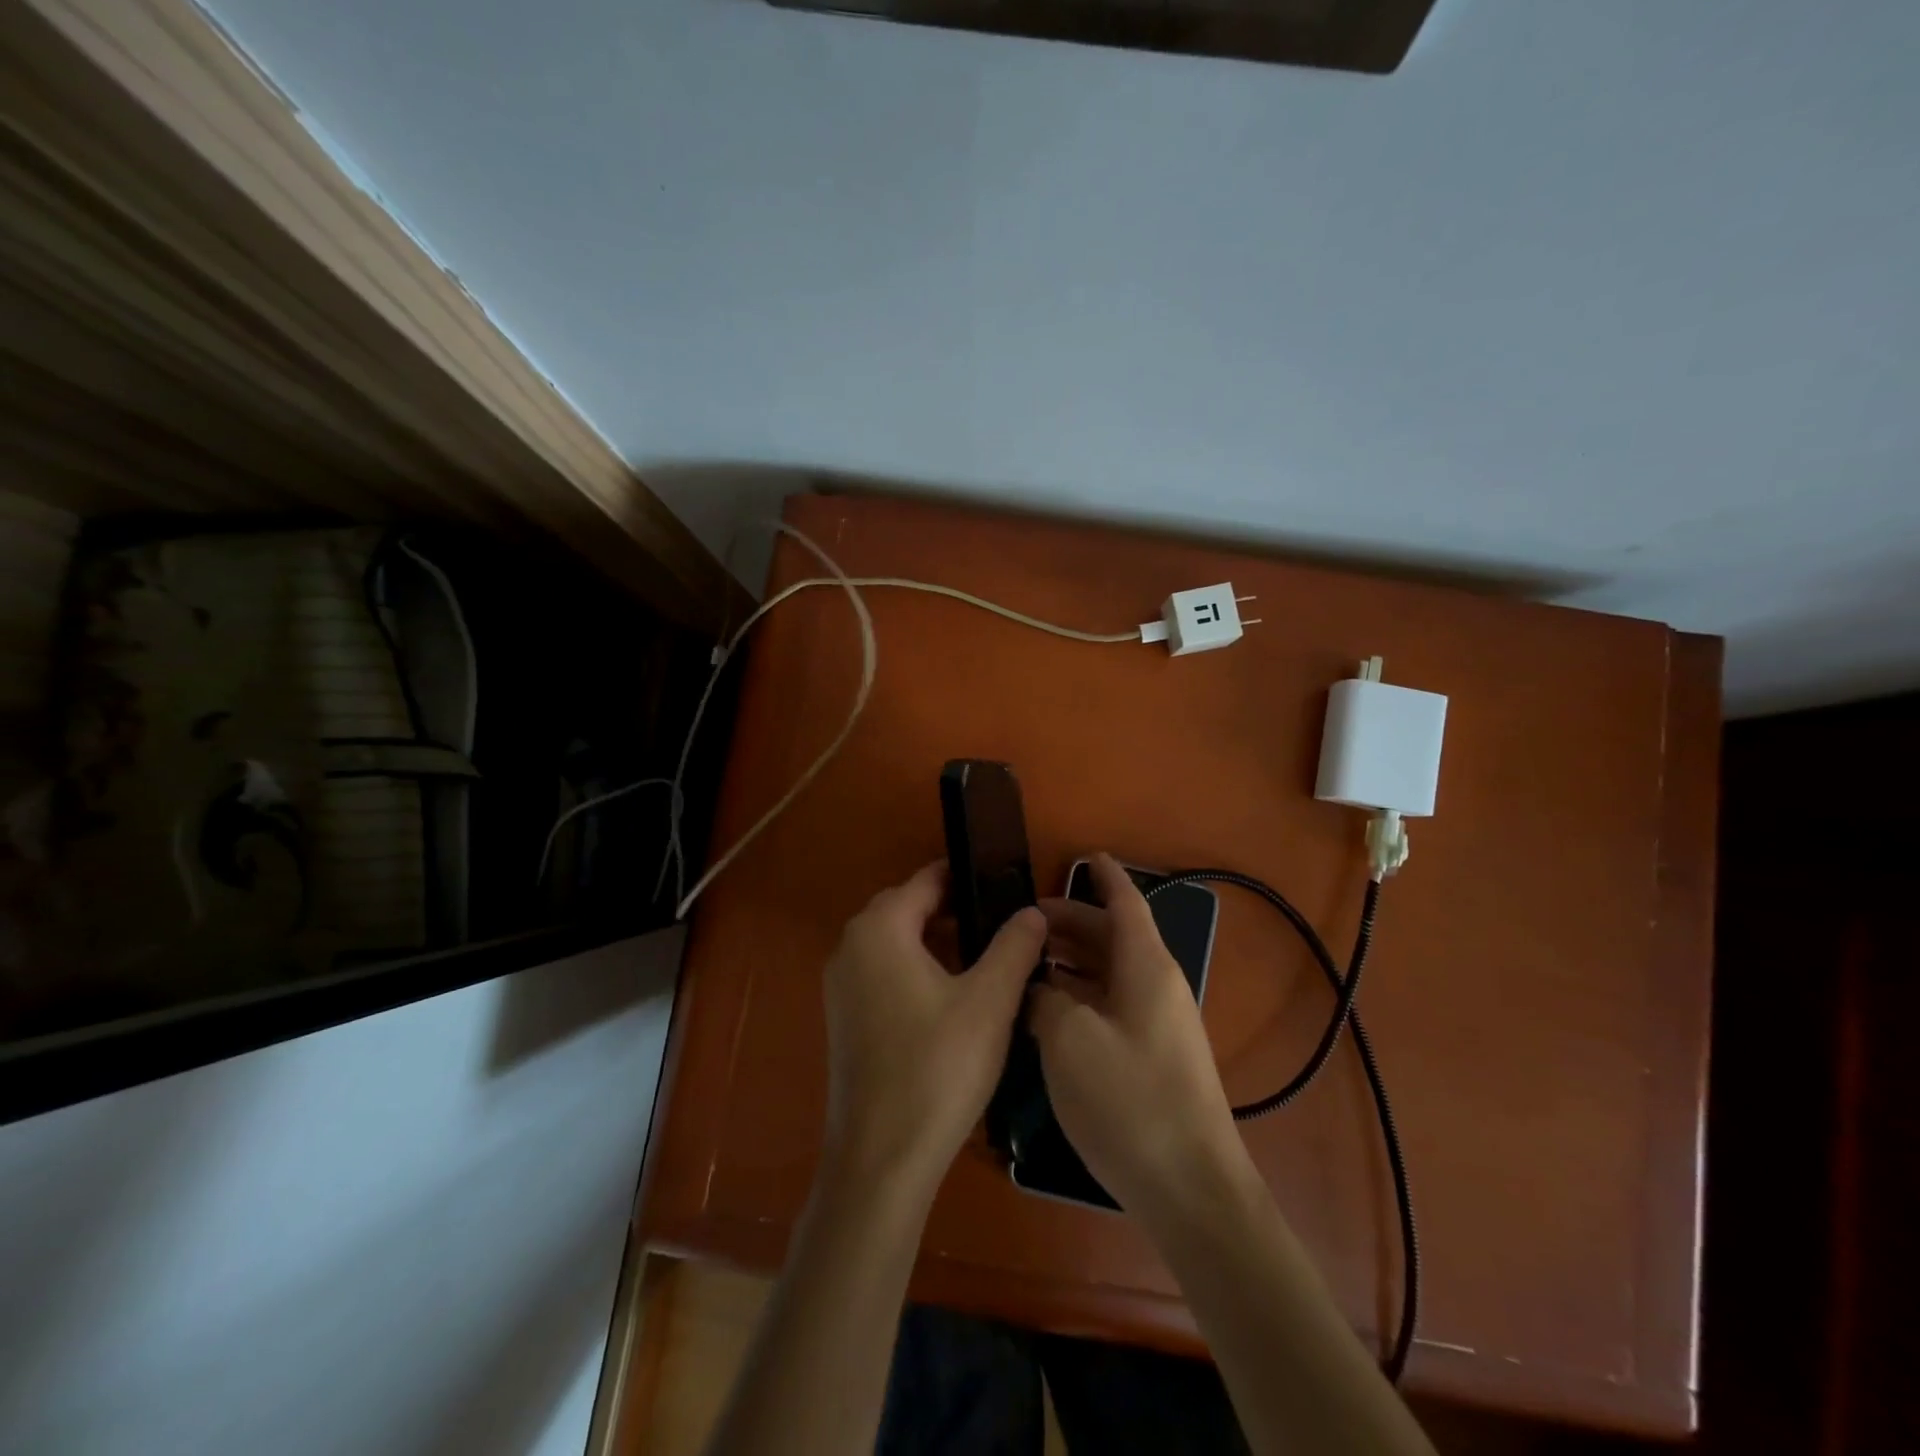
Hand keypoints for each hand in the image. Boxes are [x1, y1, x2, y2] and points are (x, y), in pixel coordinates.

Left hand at [820, 862, 1047, 1201]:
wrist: (881, 1160)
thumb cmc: (937, 1068)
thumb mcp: (989, 1002)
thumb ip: (1014, 946)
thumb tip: (1033, 911)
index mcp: (879, 928)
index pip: (927, 881)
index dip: (968, 878)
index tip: (1007, 887)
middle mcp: (851, 946)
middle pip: (909, 909)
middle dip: (955, 912)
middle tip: (1004, 928)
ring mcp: (841, 984)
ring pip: (897, 943)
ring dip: (938, 943)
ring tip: (988, 963)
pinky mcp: (844, 1018)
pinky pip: (885, 972)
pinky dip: (917, 971)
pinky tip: (954, 1000)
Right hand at [1032, 854, 1254, 1227]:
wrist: (1191, 1190)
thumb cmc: (1129, 1101)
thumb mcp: (1069, 1040)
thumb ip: (1046, 1000)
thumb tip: (1039, 989)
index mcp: (1145, 967)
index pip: (1126, 903)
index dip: (1106, 877)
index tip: (1086, 855)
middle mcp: (1157, 986)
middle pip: (1114, 937)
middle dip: (1072, 922)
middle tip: (1023, 921)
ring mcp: (1158, 1025)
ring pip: (1111, 973)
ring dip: (1073, 960)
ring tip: (1027, 961)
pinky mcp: (1152, 1058)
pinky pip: (1112, 1005)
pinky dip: (1081, 995)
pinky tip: (1048, 1011)